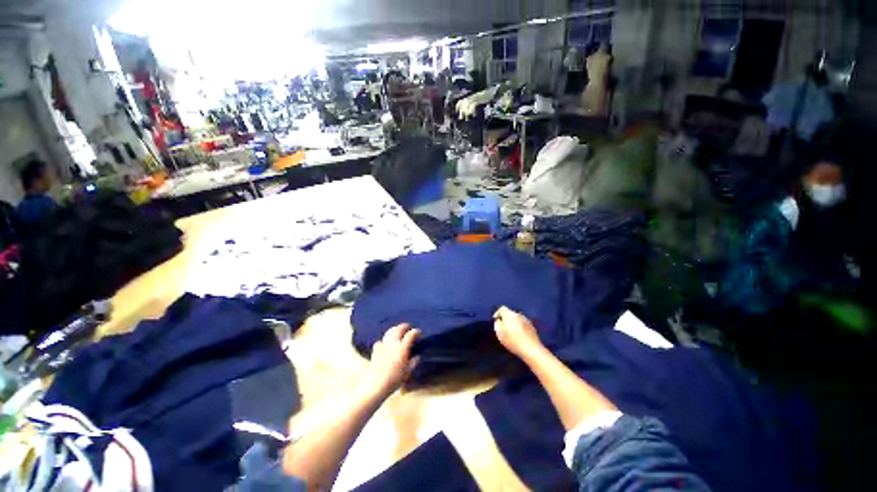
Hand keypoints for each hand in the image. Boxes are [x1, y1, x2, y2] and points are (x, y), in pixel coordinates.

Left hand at [365, 324, 420, 396]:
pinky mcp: (376, 350)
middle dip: (404, 326)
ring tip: (397, 331)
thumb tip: (417, 357)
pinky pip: (380, 341)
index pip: (411, 334)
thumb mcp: (407, 372)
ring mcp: (383, 345)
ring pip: (389, 332)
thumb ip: (413, 363)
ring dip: (395, 329)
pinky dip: (384, 340)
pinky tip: (385, 344)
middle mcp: (393, 343)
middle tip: (408, 327)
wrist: (376, 384)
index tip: (419, 333)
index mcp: (403, 347)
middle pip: (399, 329)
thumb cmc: (394, 379)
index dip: (416, 332)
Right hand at [493, 306, 542, 357]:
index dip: (497, 313)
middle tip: (503, 328)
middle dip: (506, 319)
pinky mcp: (532, 327)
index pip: (502, 309)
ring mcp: (526, 320)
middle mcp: (518, 314)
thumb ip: (497, 325)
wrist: (531, 349)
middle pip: (510, 314)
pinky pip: (523, 324)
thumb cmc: (513, 341)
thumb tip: (499, 321)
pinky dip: (520, 328)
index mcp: (510, 314)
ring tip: (511, 333)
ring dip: (513, 324)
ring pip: (517, 319)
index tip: (496, 320)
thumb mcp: (500, 334)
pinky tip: (519, 336)